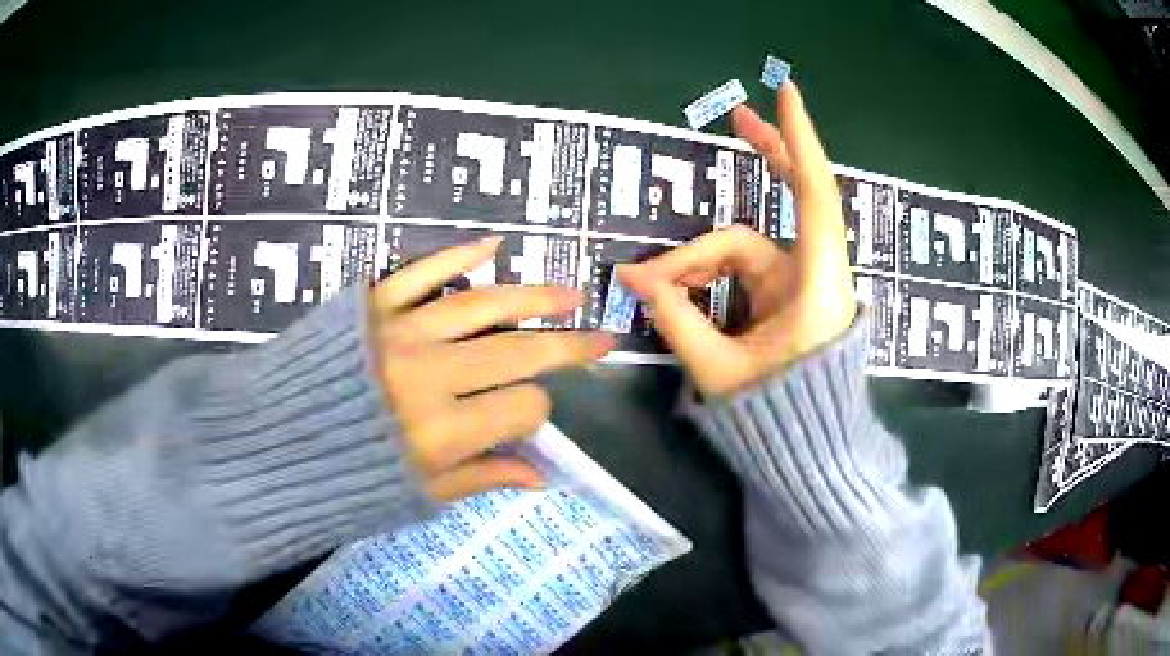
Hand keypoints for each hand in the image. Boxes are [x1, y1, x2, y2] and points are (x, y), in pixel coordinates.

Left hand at [369, 237, 614, 501]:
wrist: (277, 438)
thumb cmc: (347, 473)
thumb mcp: (418, 493)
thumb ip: (483, 478)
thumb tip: (541, 477)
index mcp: (442, 431)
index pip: (522, 407)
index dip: (538, 413)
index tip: (529, 418)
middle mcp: (430, 374)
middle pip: (518, 351)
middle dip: (568, 345)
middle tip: (603, 337)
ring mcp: (401, 330)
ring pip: (482, 304)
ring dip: (533, 295)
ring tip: (570, 292)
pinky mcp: (374, 303)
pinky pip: (422, 271)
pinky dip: (457, 255)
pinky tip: (493, 245)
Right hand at [620, 82, 855, 395]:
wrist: (810, 454)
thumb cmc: (777, 417)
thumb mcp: (720, 370)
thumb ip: (677, 319)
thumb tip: (632, 279)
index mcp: (817, 286)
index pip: (815, 197)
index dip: (799, 142)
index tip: (785, 94)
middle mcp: (815, 274)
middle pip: (795, 199)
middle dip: (769, 156)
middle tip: (739, 119)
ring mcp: (800, 283)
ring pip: (745, 246)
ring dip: (698, 256)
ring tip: (652, 281)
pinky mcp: (786, 296)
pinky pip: (743, 267)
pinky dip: (708, 271)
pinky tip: (676, 286)